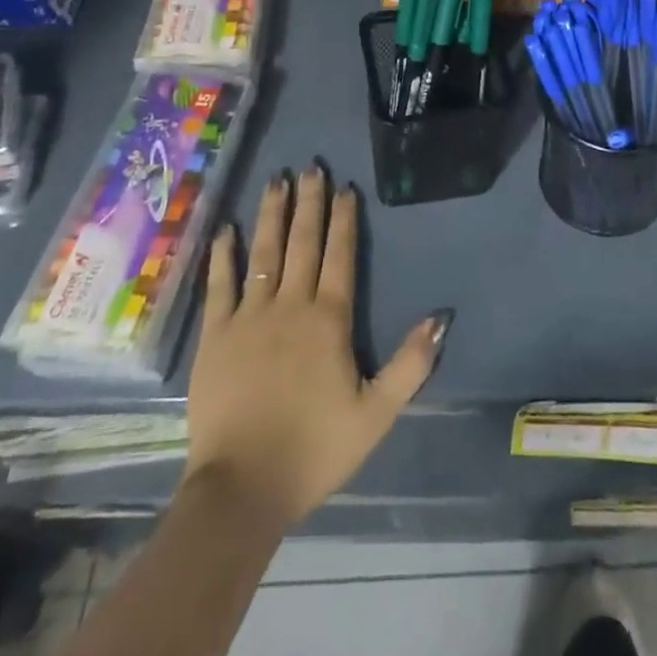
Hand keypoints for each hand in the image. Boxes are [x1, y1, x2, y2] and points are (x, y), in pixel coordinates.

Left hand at [183, 165, 449, 530]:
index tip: (344, 188)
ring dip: (271, 215)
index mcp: (329, 320)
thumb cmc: (314, 450)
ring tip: (275, 181)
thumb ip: (411, 364)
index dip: (343, 220)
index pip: (339, 256)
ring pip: (263, 252)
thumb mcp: (376, 414)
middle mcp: (290, 305)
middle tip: (310, 167)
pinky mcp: (216, 335)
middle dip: (309, 202)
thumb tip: (440, 317)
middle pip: (302, 242)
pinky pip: (220, 285)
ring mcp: (249, 317)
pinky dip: (222, 255)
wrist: (242, 488)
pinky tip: (225, 230)